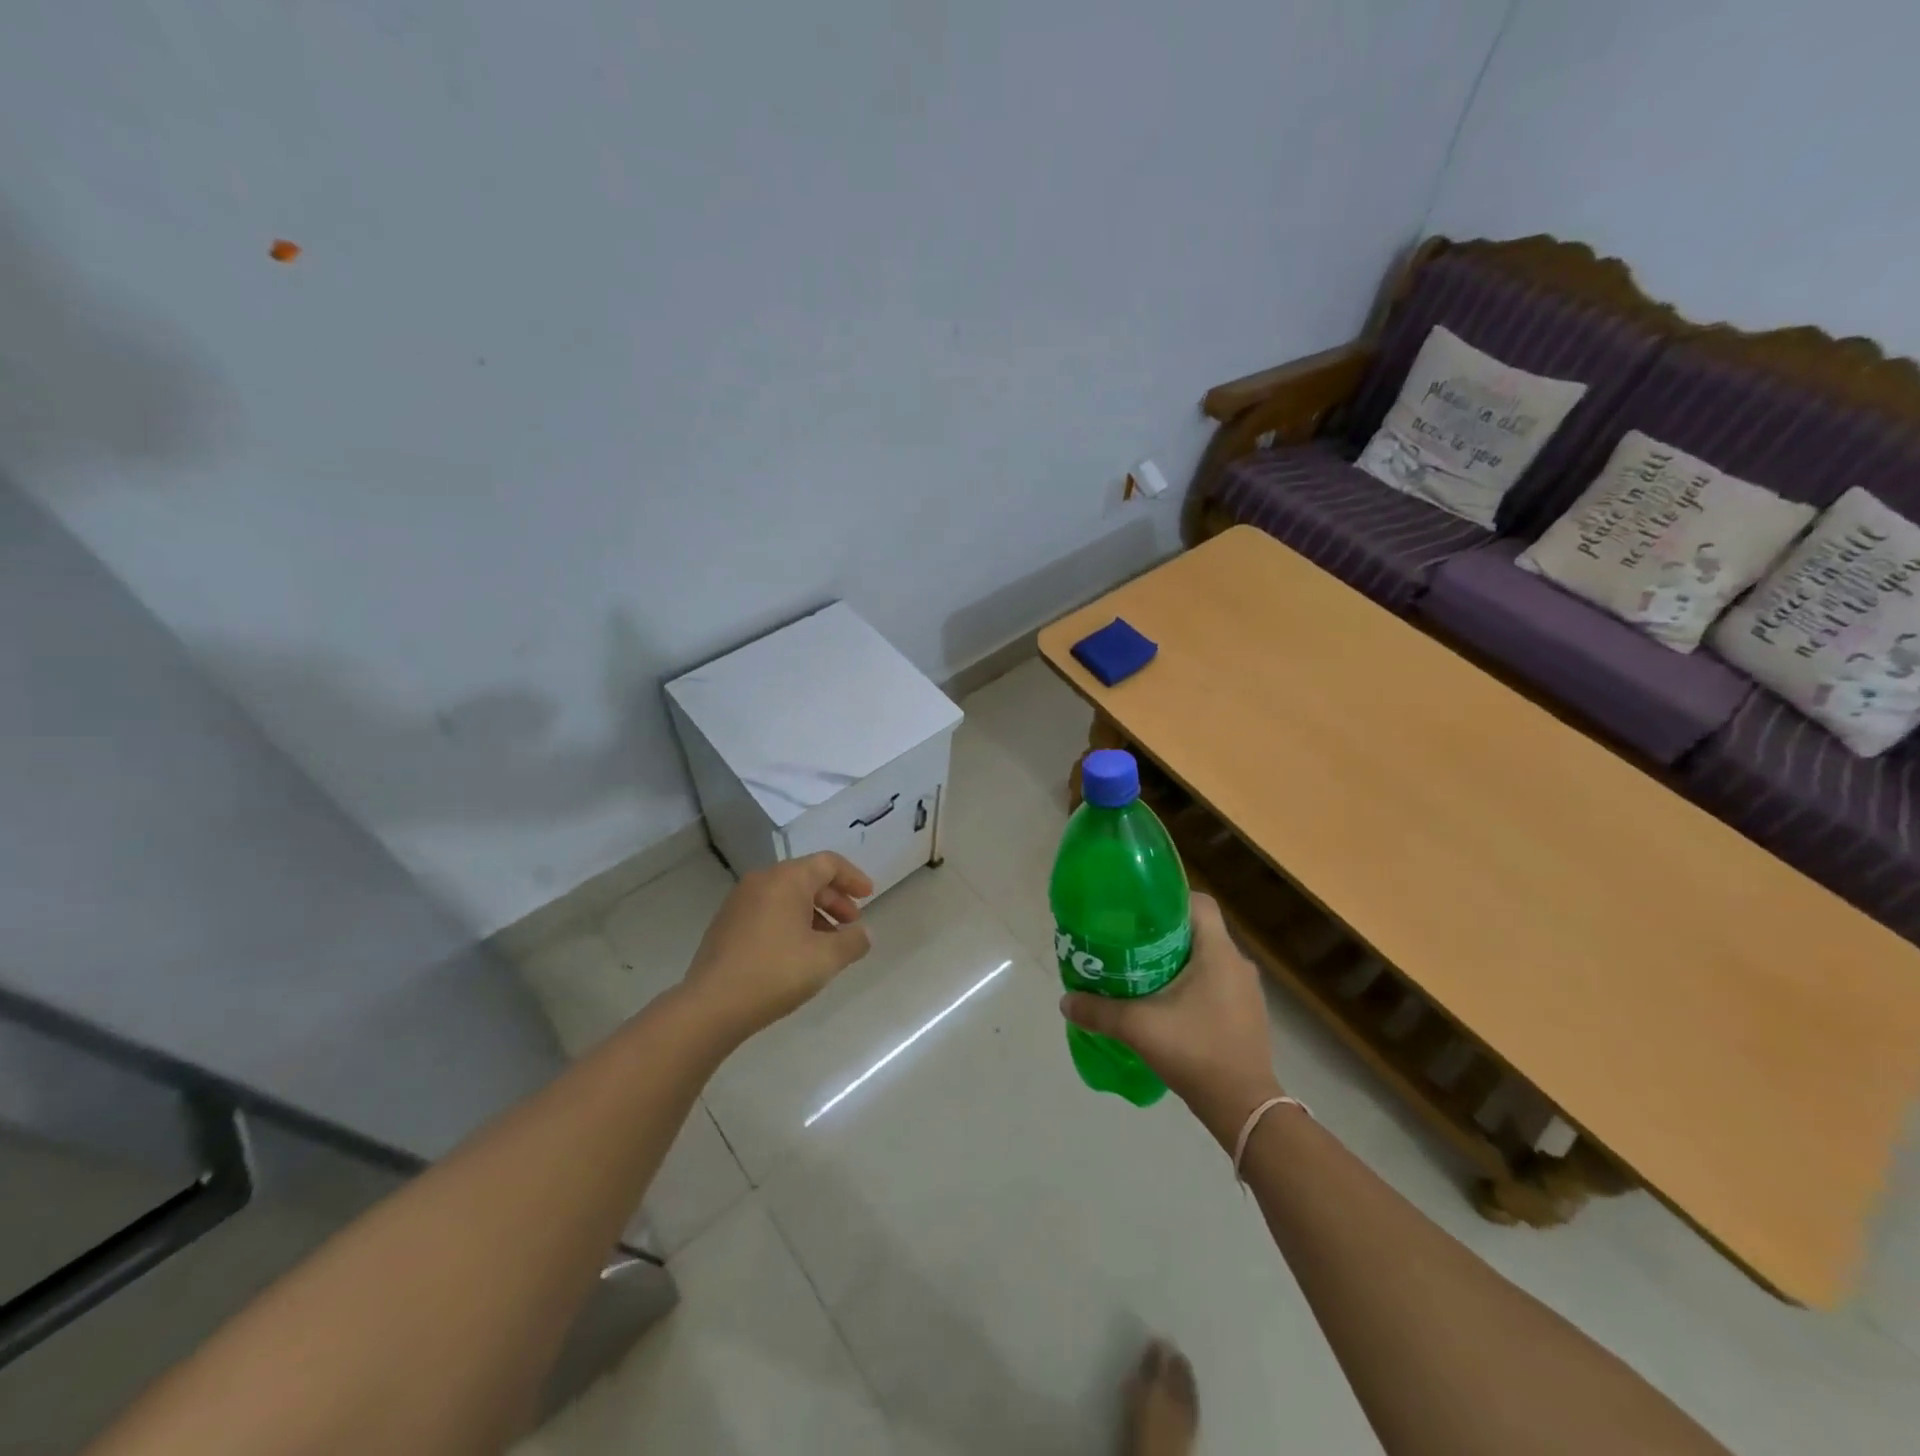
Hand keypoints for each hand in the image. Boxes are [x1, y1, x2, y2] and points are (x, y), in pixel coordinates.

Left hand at [683, 853, 874, 1041]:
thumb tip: (864, 933)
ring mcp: (739, 902)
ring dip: (813, 913)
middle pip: (807, 877)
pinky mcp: (726, 924)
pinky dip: (790, 922)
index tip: (869, 897)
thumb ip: (853, 941)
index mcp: (786, 879)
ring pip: (786, 896)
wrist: (711, 1006)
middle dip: (834, 899)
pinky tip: (798, 952)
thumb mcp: (826, 958)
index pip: (828, 863)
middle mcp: (761, 881)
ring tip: (828, 943)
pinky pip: (768, 911)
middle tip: (851, 923)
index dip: (853, 878)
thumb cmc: (776, 972)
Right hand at [1059, 893, 1281, 1143]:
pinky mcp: (1247, 1014)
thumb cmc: (1195, 1052)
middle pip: (1198, 930)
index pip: (1199, 902)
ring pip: (1207, 958)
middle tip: (1129, 941)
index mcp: (1218, 951)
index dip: (1169, 899)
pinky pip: (1216, 983)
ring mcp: (1247, 991)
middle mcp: (1238, 963)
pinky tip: (1167, 1004)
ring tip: (1143, 971)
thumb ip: (1099, 1011)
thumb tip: (1065, 1001)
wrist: (1244, 1108)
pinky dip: (1192, 984)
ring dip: (1178, 960)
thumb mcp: (1138, 1028)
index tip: (1138, 911)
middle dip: (1164, 932)